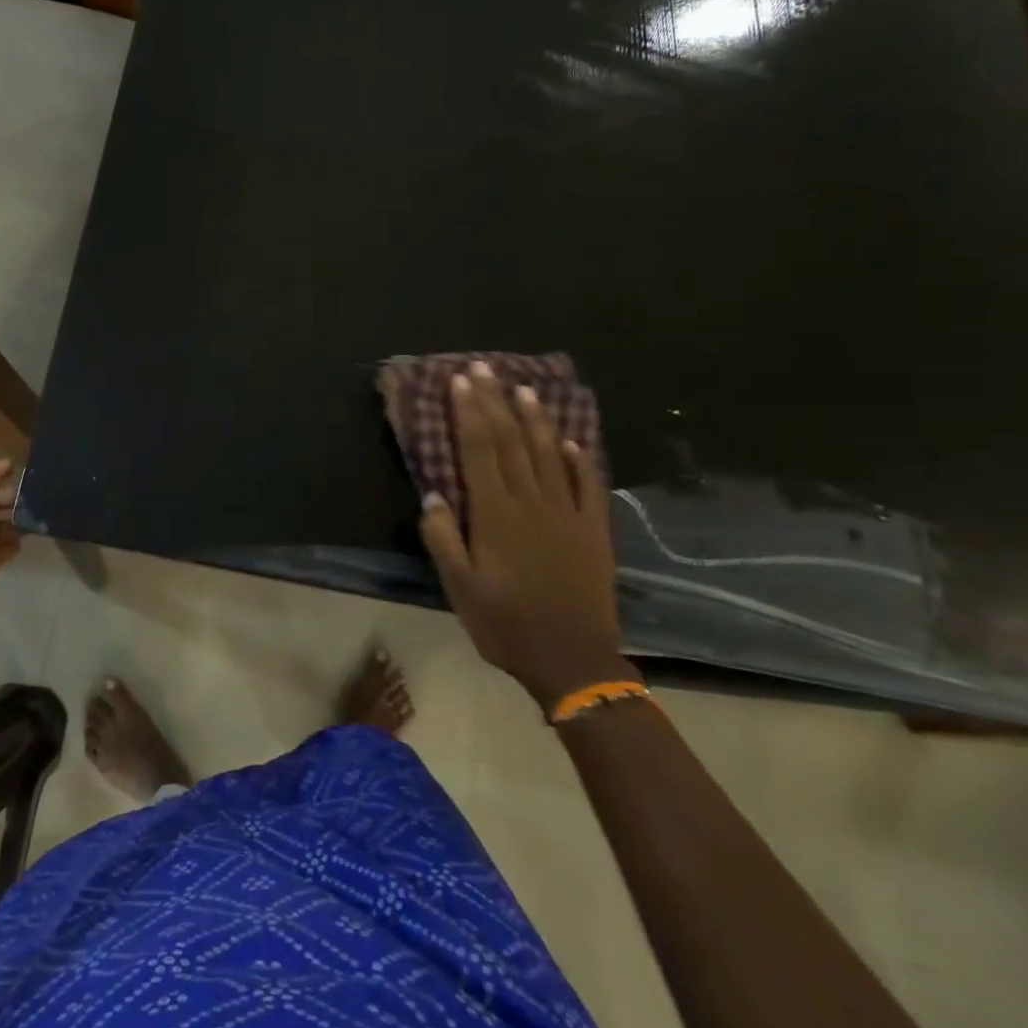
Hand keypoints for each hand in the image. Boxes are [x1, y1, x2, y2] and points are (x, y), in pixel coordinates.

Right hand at [418, 363, 634, 710]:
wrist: (574, 661)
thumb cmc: (506, 625)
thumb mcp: (459, 588)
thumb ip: (443, 538)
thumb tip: (433, 494)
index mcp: (496, 514)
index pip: (478, 449)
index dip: (468, 411)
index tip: (459, 380)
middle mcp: (532, 502)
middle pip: (511, 441)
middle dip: (494, 401)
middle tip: (484, 367)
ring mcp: (568, 513)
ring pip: (549, 454)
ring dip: (535, 418)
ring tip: (524, 387)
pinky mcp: (594, 530)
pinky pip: (588, 484)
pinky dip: (580, 458)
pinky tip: (572, 439)